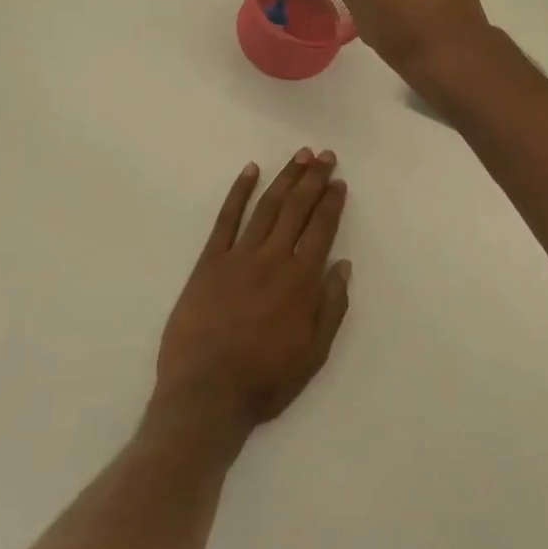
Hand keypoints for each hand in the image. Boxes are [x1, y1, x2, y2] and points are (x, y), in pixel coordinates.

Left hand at [152, 150, 351, 442]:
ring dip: (284, 178)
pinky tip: (250, 171)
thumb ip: (331, 308)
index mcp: (300, 282)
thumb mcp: (313, 355)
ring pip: (266, 207)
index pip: (321, 230)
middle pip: (296, 209)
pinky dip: (238, 192)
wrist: (205, 393)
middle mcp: (272, 259)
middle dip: (313, 179)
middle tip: (323, 155)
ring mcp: (238, 256)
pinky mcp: (210, 261)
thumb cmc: (264, 380)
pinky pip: (226, 218)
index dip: (331, 202)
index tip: (339, 181)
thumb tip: (342, 266)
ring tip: (299, 156)